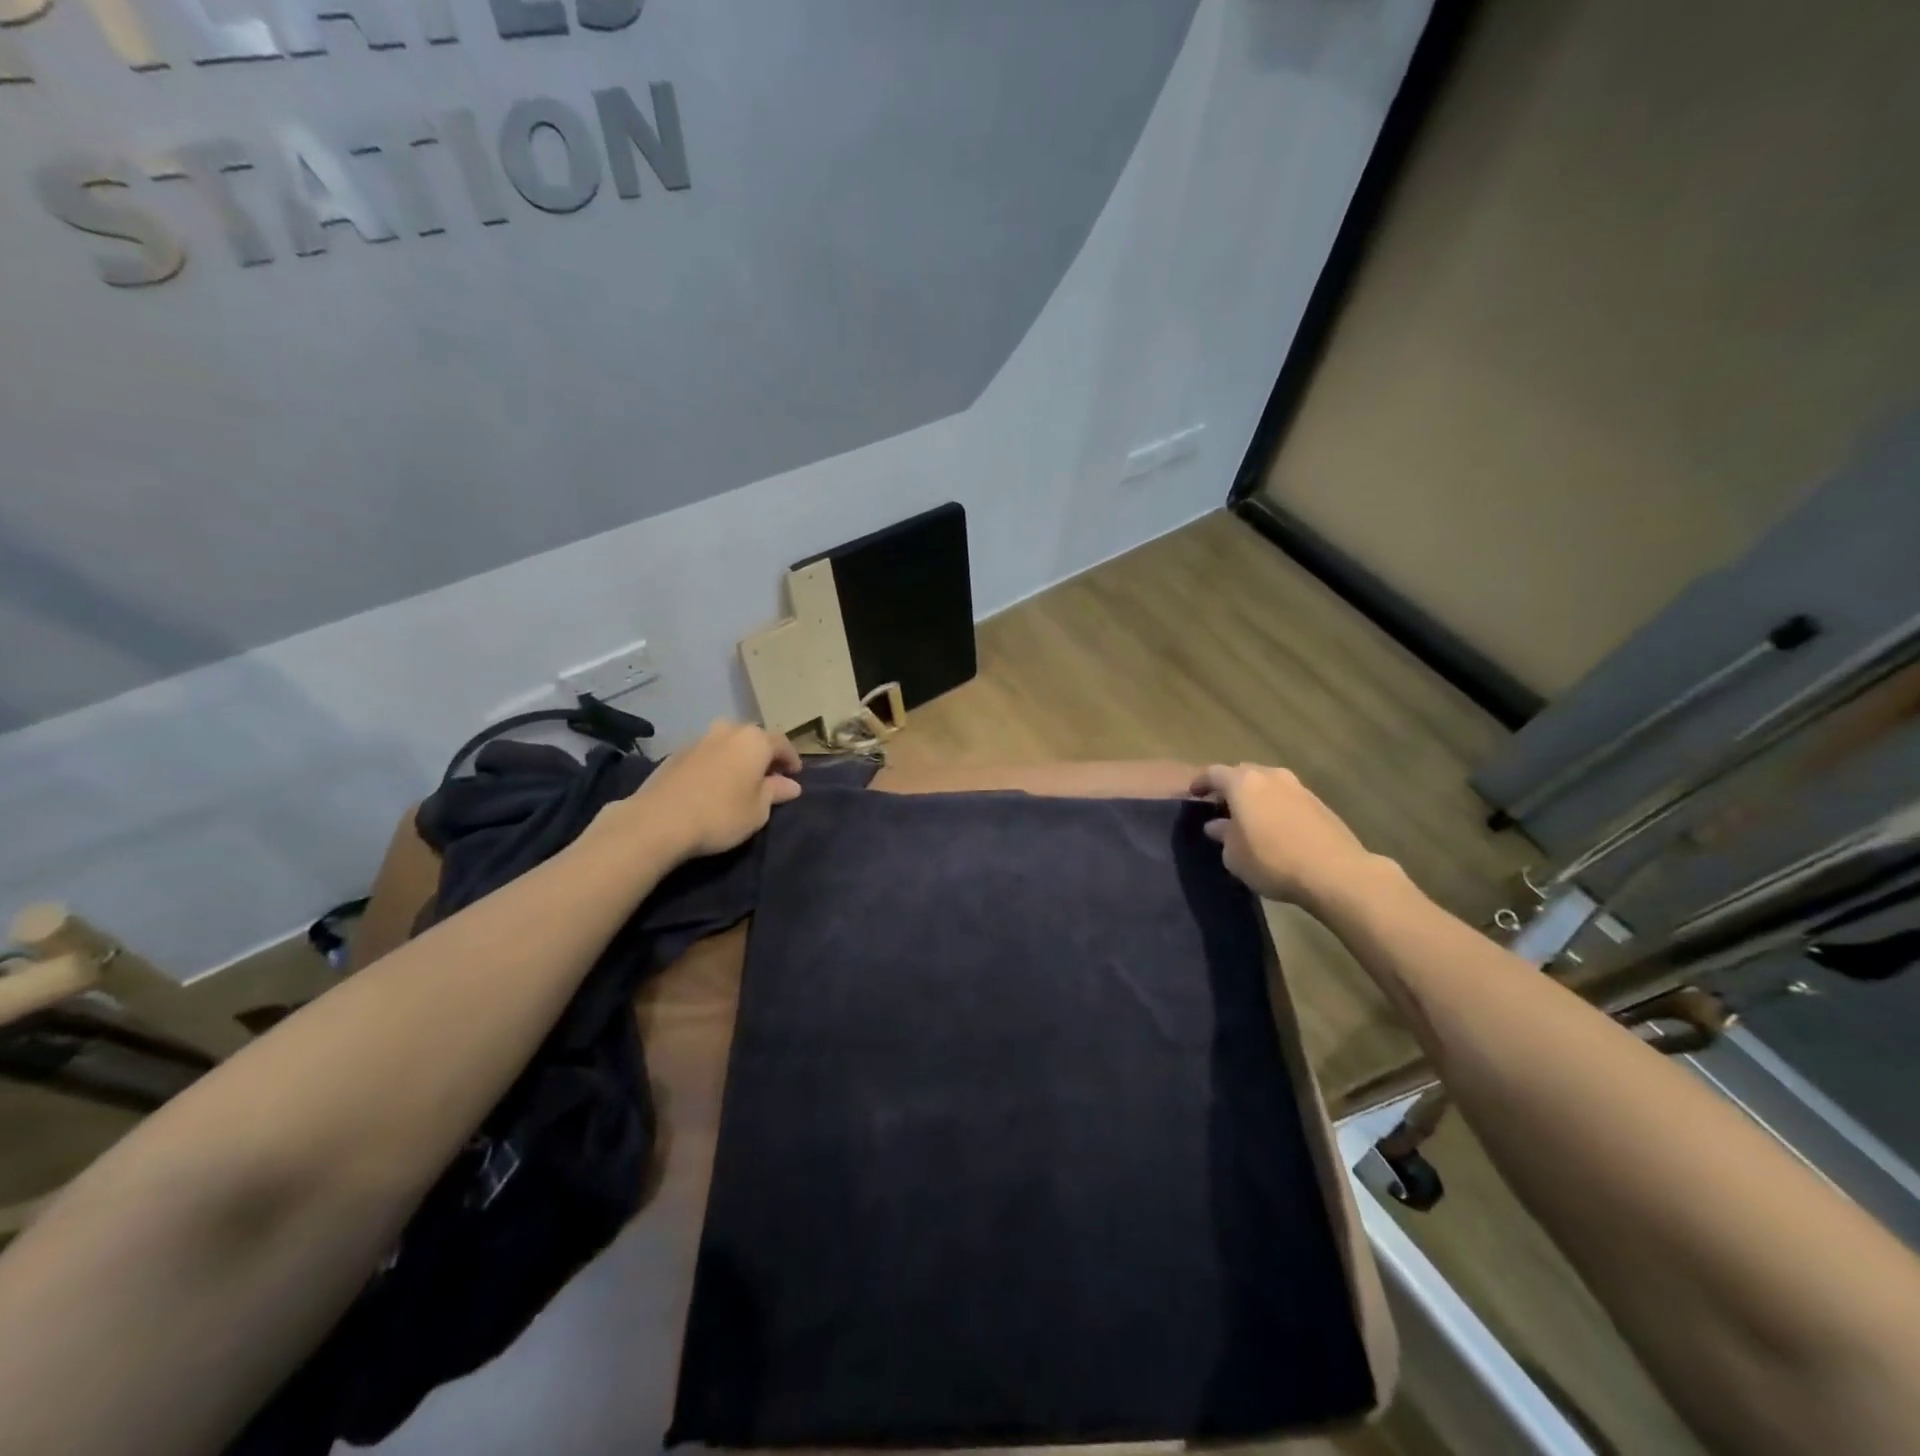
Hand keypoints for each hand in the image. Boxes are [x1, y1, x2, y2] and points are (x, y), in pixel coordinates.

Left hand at [609, 720, 802, 861]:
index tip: (795, 775)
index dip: (791, 759)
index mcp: (754, 740)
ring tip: (740, 779)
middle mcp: (728, 730)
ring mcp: (699, 739)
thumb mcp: (758, 810)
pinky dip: (716, 764)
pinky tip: (713, 784)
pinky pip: (706, 754)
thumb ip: (775, 792)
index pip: (782, 743)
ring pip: (727, 743)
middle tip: (768, 776)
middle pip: (753, 738)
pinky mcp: (676, 753)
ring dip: (737, 757)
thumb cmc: (720, 814)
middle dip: (763, 755)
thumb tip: (791, 784)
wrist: (658, 820)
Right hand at [1190, 763, 1381, 909]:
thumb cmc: (1272, 860)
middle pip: (1243, 773)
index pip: (1213, 773)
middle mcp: (1270, 776)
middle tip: (1220, 806)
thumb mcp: (1234, 855)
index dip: (1200, 782)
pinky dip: (1275, 806)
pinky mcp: (1319, 803)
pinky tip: (1274, 827)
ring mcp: (1298, 787)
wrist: (1335, 872)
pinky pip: (1286, 798)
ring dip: (1255, 796)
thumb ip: (1222, 835)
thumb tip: (1217, 825)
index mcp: (1243, 783)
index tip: (1193, 794)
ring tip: (1248, 817)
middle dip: (1229, 787)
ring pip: (1268, 784)